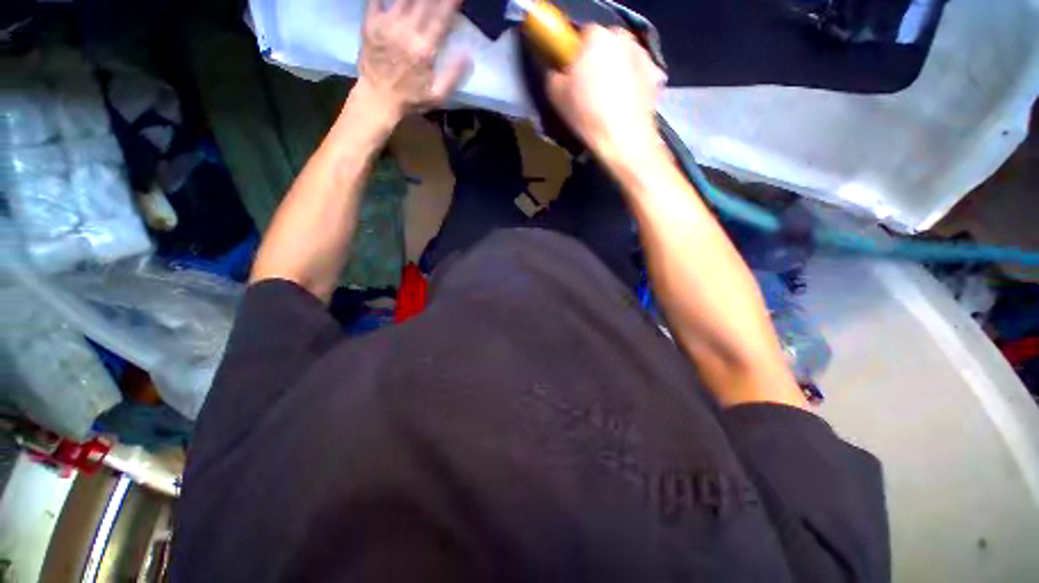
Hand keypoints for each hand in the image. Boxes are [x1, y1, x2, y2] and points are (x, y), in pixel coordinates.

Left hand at [353, 0, 470, 124]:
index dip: (450, 3)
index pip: (441, 17)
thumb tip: (468, 55)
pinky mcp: (371, 22)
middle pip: (424, 2)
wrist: (378, 98)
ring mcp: (387, 24)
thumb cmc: (411, 98)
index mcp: (424, 48)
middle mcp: (406, 31)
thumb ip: (453, 75)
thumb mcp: (437, 95)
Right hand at [547, 26, 664, 167]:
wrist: (624, 138)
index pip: (581, 34)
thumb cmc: (587, 114)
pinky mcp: (655, 73)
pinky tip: (623, 102)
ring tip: (607, 99)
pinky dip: (630, 82)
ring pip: (621, 57)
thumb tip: (554, 64)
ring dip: (614, 70)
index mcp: (596, 35)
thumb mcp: (555, 95)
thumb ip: (551, 71)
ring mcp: (643, 53)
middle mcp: (622, 36)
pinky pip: (636, 72)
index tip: (572, 75)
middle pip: (603, 44)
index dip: (575, 55)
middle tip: (588, 89)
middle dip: (596, 61)